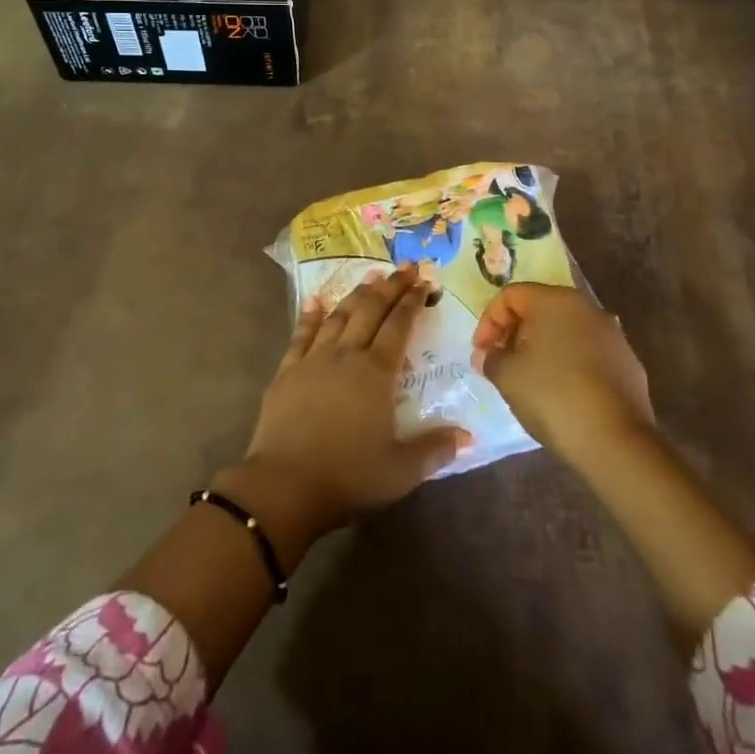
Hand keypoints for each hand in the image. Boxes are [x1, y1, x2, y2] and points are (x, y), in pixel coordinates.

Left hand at [232, 265, 468, 548]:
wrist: (285, 485)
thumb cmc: (348, 476)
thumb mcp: (401, 470)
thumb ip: (435, 449)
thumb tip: (469, 436)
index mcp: (377, 373)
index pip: (399, 326)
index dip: (412, 302)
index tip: (424, 282)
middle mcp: (347, 355)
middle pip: (371, 311)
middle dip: (390, 287)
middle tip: (405, 268)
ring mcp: (314, 359)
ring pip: (339, 316)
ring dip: (356, 295)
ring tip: (370, 278)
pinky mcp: (287, 371)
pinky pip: (301, 335)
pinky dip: (310, 315)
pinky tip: (315, 301)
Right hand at [471, 283, 654, 463]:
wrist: (616, 441)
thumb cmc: (553, 396)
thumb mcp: (507, 376)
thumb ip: (491, 358)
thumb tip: (488, 355)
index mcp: (555, 300)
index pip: (510, 295)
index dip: (489, 322)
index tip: (482, 354)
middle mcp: (586, 308)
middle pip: (539, 309)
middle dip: (515, 334)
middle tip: (502, 364)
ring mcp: (612, 335)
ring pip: (565, 332)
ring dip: (543, 349)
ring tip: (530, 381)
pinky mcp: (628, 363)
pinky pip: (588, 354)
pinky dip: (569, 365)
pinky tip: (562, 394)